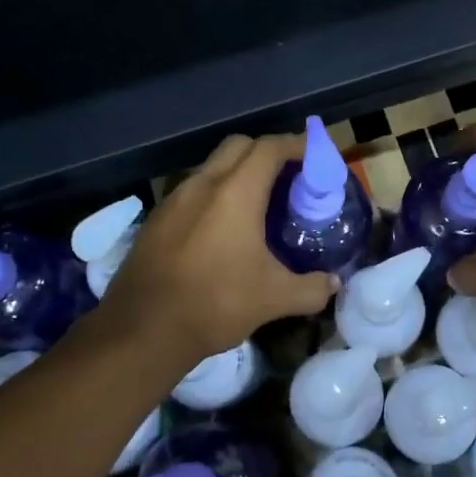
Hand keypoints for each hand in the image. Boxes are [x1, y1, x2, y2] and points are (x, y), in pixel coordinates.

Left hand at [96, 134, 338, 361]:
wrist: (142, 330)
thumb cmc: (215, 304)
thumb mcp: (274, 299)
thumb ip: (312, 287)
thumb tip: (333, 283)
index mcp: (235, 193)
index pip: (269, 148)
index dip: (297, 145)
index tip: (316, 157)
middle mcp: (202, 185)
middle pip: (239, 146)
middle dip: (267, 151)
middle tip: (290, 178)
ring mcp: (174, 199)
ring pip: (212, 167)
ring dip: (238, 173)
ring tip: (259, 203)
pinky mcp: (156, 219)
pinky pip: (193, 191)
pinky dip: (215, 194)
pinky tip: (223, 229)